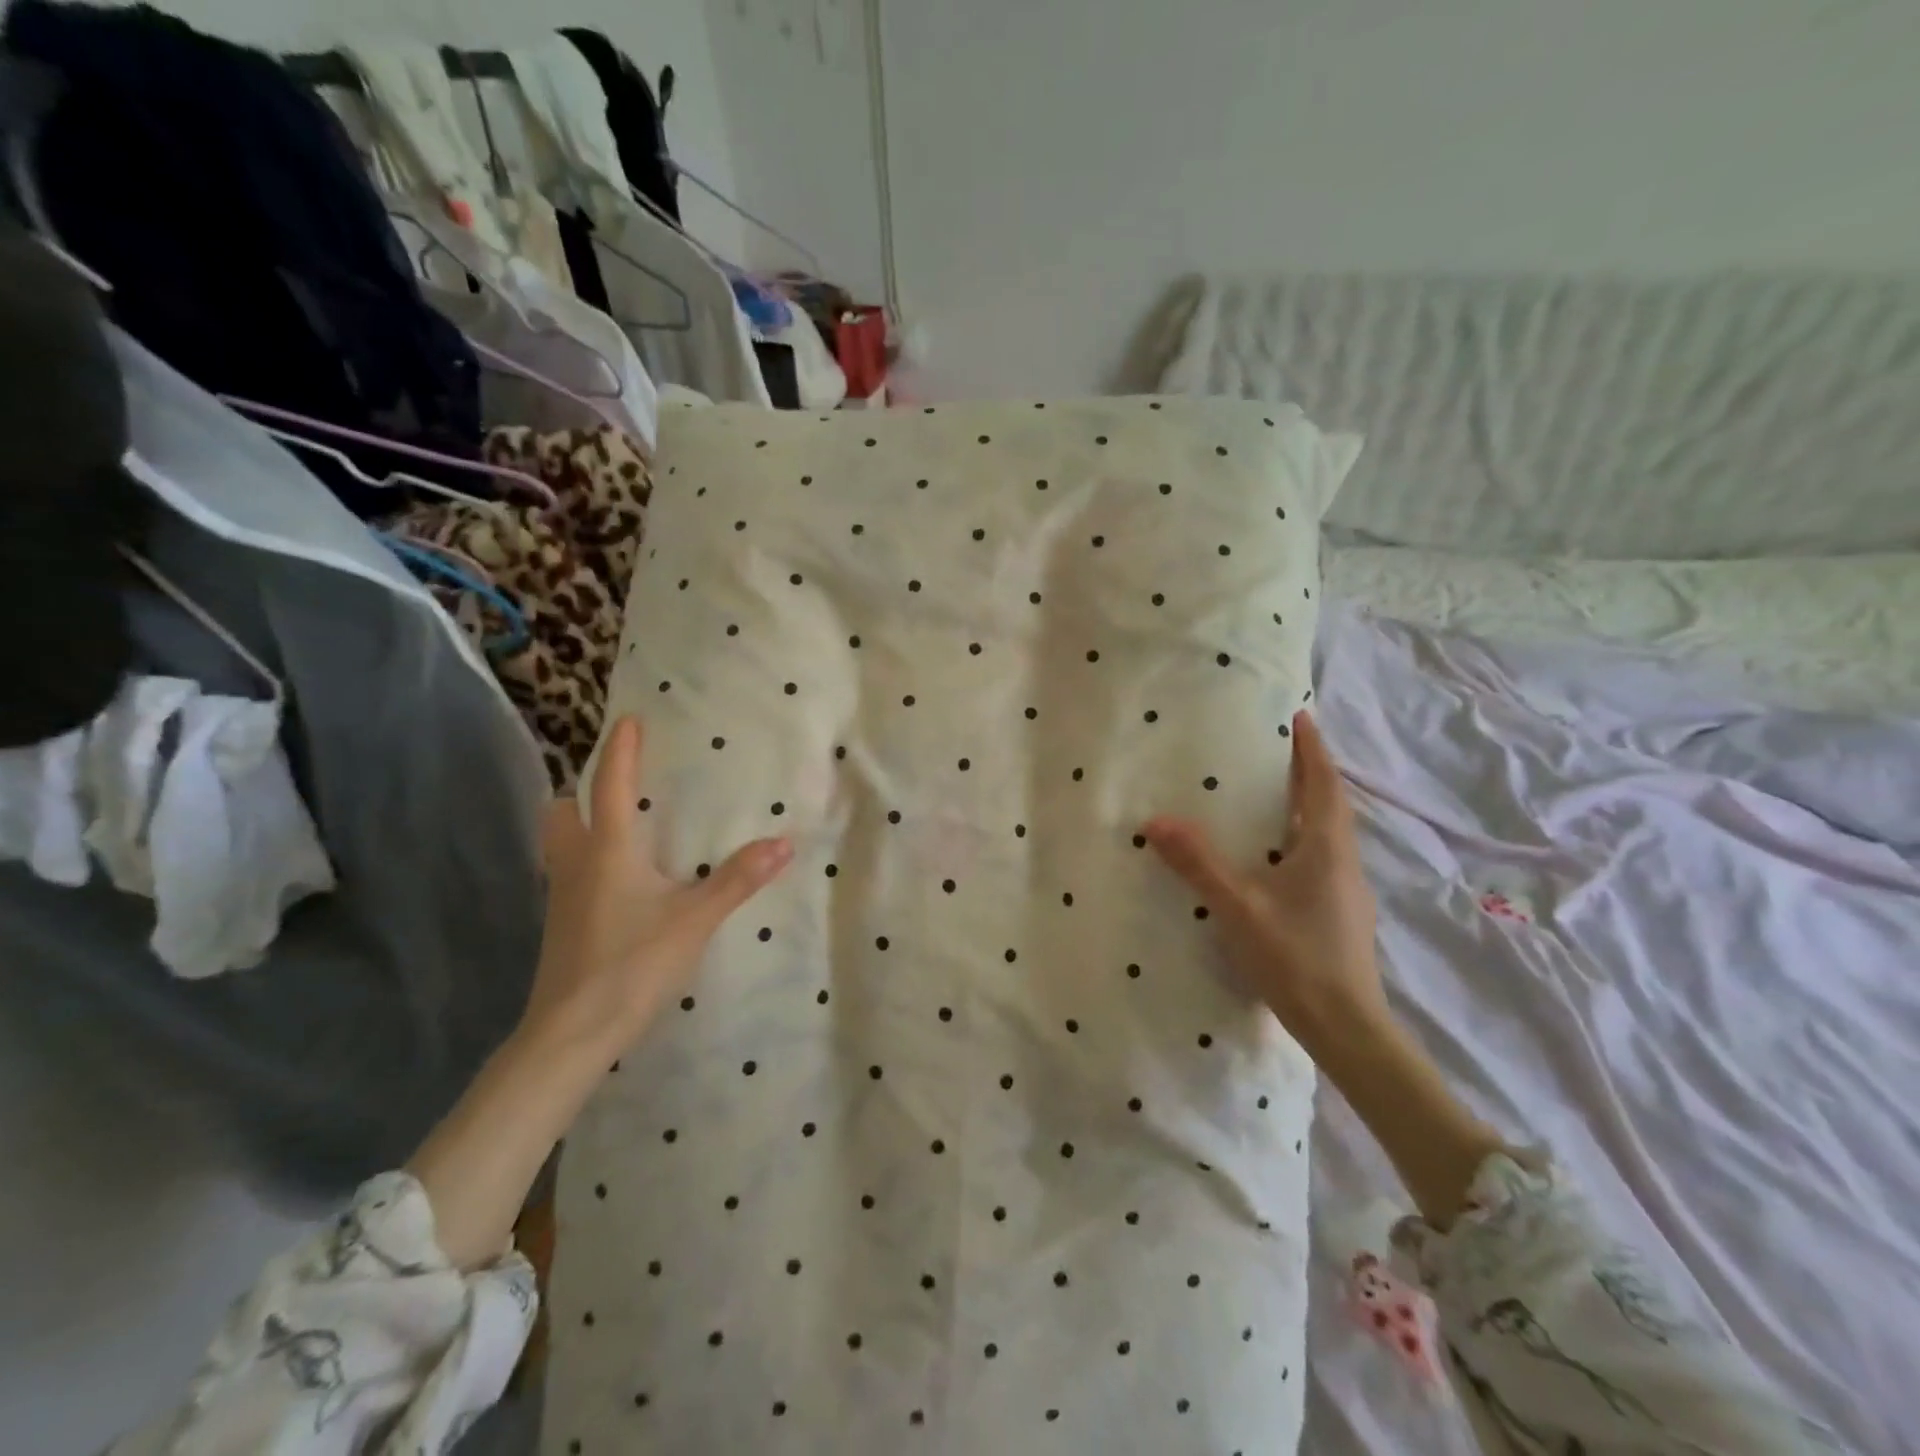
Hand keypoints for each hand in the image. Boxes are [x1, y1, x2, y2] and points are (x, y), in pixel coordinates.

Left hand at [521, 715, 792, 1059]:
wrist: (571, 1033)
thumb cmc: (632, 964)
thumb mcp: (695, 919)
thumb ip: (738, 879)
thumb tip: (784, 841)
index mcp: (608, 851)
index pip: (610, 786)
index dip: (620, 750)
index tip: (629, 720)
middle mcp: (576, 865)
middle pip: (562, 812)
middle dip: (583, 790)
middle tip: (619, 786)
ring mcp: (561, 897)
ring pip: (559, 844)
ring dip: (580, 825)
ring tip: (620, 829)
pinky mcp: (561, 925)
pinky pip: (568, 874)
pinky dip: (587, 860)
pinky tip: (618, 883)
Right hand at [1143, 710, 1383, 1055]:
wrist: (1346, 1028)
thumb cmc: (1296, 957)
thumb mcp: (1238, 906)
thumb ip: (1197, 862)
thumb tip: (1155, 820)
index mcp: (1327, 847)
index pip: (1324, 783)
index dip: (1313, 748)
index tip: (1301, 716)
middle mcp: (1343, 861)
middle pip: (1328, 804)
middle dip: (1307, 773)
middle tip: (1274, 751)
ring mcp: (1345, 891)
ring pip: (1325, 834)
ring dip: (1304, 807)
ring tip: (1269, 796)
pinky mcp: (1339, 915)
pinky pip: (1319, 859)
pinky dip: (1298, 840)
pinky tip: (1271, 858)